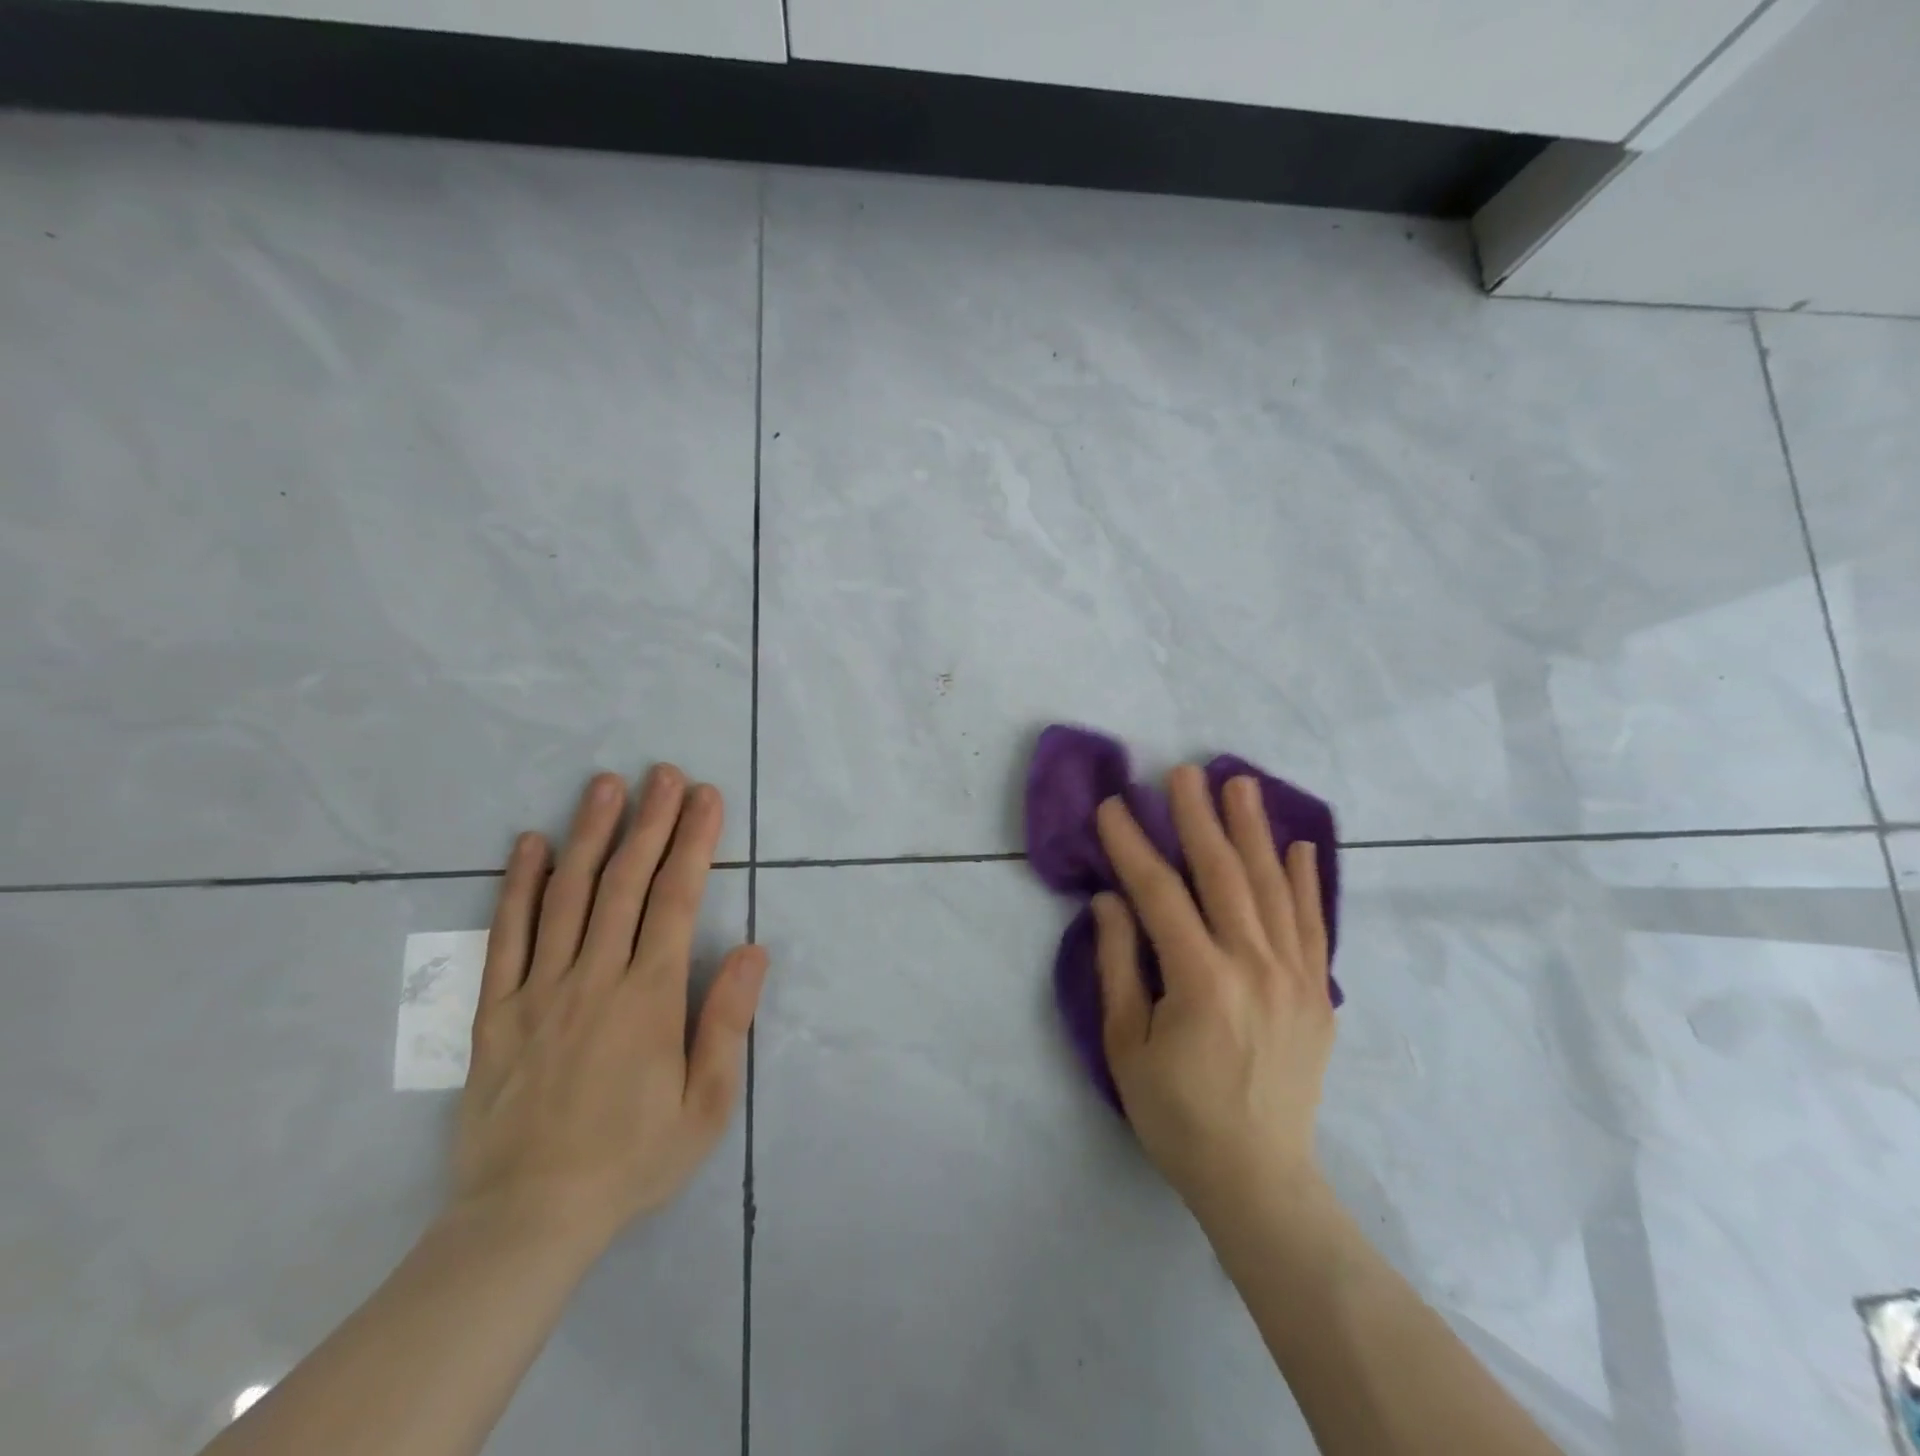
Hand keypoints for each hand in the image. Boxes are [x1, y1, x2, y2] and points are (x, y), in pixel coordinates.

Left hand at [451, 766, 767, 1257]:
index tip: (706, 798)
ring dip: (589, 834)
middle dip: (650, 822)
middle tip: (664, 773)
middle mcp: (594, 978)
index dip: (694, 843)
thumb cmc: (630, 1160)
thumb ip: (726, 1022)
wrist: (525, 1220)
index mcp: (649, 998)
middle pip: (624, 883)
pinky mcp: (496, 1011)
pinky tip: (529, 845)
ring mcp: (539, 990)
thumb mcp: (704, 1107)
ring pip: (567, 896)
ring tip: (604, 785)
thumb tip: (751, 950)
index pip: (676, 901)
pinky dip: (518, 886)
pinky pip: (506, 937)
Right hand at [1092, 766, 1333, 1222]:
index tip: (1114, 805)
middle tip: (1183, 771)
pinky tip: (1296, 844)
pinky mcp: (1318, 992)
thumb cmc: (1176, 1115)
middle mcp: (1254, 965)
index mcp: (1200, 980)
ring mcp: (1295, 976)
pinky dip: (1304, 881)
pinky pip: (1312, 924)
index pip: (1160, 892)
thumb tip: (1110, 899)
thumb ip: (1119, 965)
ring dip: (1252, 830)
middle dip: (1198, 817)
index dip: (1133, 845)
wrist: (1259, 1178)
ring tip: (1241, 784)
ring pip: (1271, 887)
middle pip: (1222, 874)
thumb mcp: (1126, 1046)